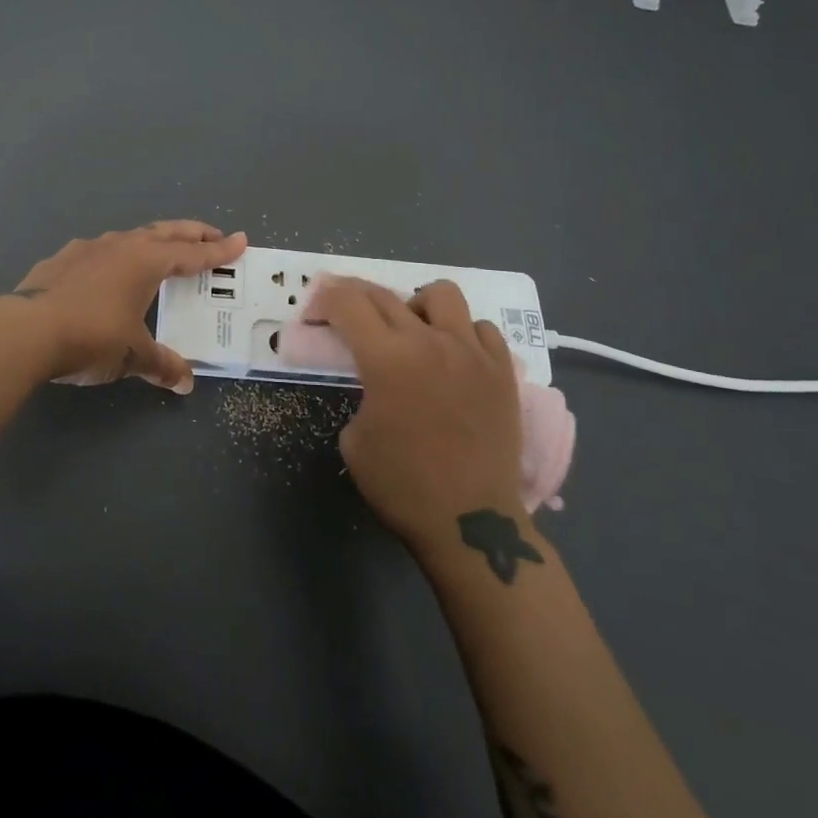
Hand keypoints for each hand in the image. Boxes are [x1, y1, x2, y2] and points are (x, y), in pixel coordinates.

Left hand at [14, 222, 246, 392]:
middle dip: (191, 233)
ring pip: (129, 237)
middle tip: (212, 235)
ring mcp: (86, 249)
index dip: (218, 250)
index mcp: (146, 261)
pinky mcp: (59, 260)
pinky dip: (114, 256)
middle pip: (164, 233)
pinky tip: (106, 271)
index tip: (241, 241)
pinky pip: (98, 252)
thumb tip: (185, 382)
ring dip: (151, 241)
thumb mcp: (132, 355)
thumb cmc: (91, 337)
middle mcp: (120, 245)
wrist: (25, 331)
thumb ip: (161, 364)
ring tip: (159, 251)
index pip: (192, 254)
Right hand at [305, 276, 526, 556]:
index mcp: (386, 359)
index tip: (315, 312)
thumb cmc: (402, 487)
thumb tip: (375, 384)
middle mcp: (429, 342)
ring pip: (442, 294)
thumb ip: (361, 394)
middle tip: (346, 314)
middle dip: (355, 297)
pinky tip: (453, 356)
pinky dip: (461, 332)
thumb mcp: (354, 439)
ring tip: (412, 329)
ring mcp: (472, 352)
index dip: (324, 300)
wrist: (471, 522)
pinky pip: (481, 328)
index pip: (347, 303)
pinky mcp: (502, 370)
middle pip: (384, 295)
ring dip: (416, 304)